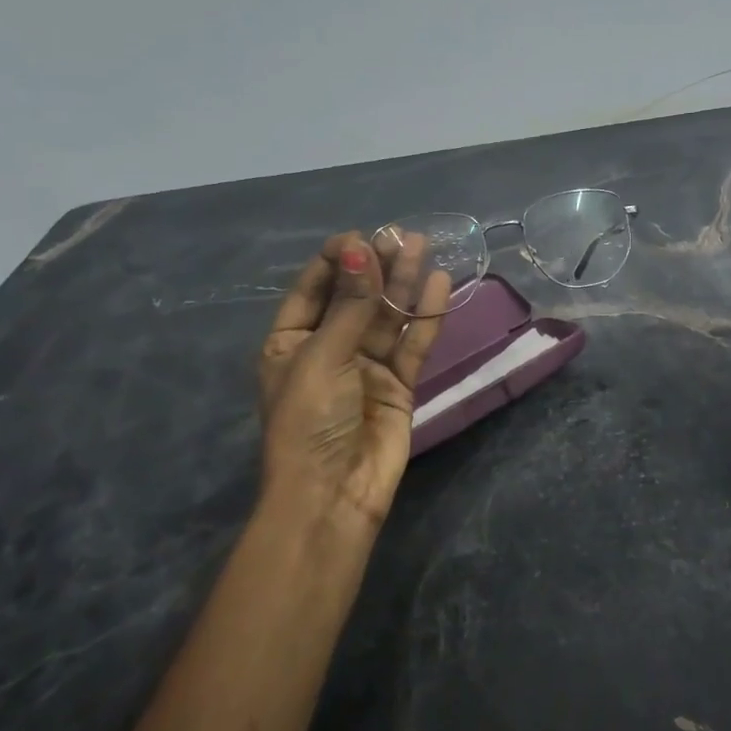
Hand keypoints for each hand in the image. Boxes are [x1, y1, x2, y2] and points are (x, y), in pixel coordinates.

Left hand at [257, 232, 449, 528]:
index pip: (314, 289)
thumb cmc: (308, 422)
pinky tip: (439, 285)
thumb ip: (349, 305)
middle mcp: (328, 349)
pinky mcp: (399, 384)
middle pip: (355, 298)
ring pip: (387, 316)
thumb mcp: (321, 357)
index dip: (337, 260)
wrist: (333, 495)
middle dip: (376, 266)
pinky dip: (425, 316)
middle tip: (401, 235)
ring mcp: (366, 367)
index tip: (361, 237)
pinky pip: (412, 343)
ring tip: (422, 245)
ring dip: (403, 283)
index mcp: (290, 342)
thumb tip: (361, 249)